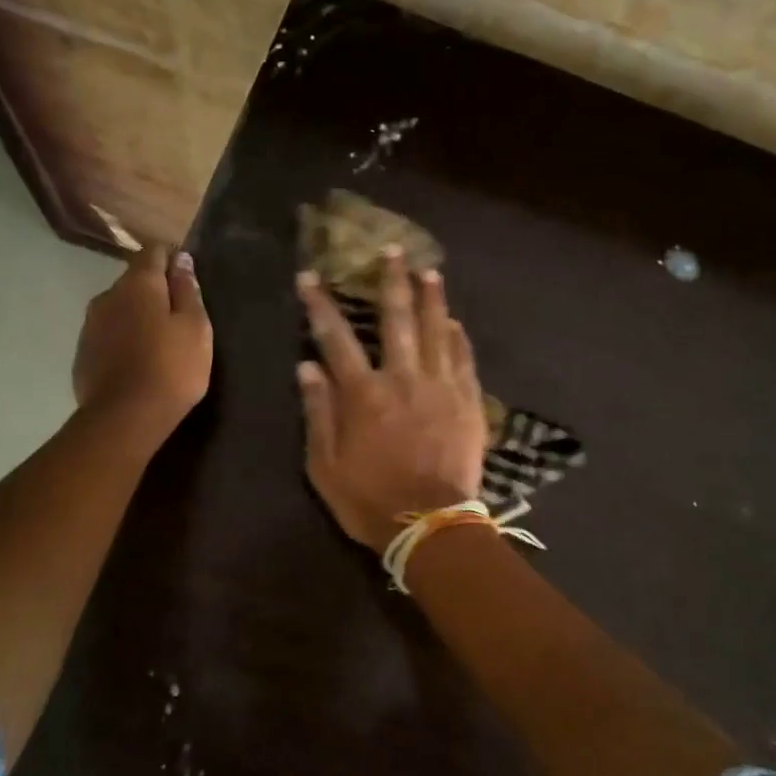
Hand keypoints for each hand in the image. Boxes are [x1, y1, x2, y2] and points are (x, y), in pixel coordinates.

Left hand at [73, 245, 212, 442]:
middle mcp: (108, 296)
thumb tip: (180, 259)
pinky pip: (108, 336)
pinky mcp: (83, 353)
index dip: (171, 258)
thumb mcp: (195, 328)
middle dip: (154, 292)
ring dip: (136, 317)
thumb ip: (188, 290)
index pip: (153, 252)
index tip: (187, 277)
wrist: (125, 417)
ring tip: (158, 342)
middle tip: (178, 317)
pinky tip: (137, 362)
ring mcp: (90, 325)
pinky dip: (123, 340)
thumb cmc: (171, 368)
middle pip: (134, 282)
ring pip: (118, 309)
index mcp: (138, 284)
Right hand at [297, 246, 486, 551]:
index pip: (336, 338)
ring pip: (436, 330)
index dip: (321, 305)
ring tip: (429, 271)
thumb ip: (318, 413)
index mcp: (363, 394)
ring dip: (431, 298)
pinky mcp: (468, 402)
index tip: (310, 278)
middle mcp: (403, 379)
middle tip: (391, 250)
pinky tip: (454, 322)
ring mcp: (441, 387)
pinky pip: (463, 359)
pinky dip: (457, 337)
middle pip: (396, 319)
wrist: (431, 524)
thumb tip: (307, 367)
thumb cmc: (370, 500)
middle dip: (390, 282)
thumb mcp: (325, 465)